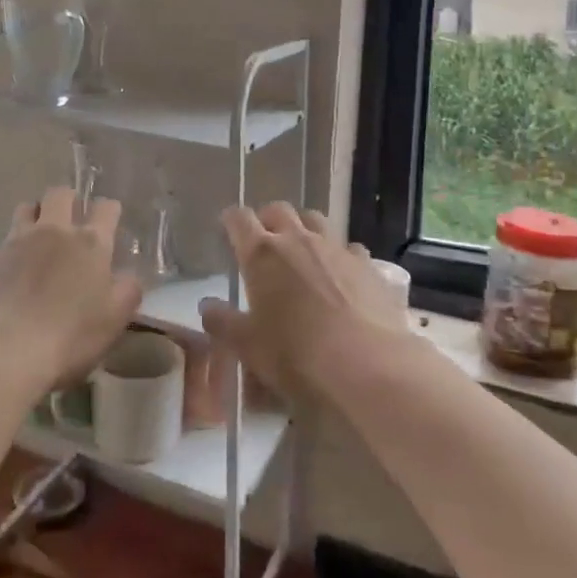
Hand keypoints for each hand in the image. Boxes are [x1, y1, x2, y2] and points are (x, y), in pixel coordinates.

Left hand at [0, 185, 143, 388]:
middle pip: (60, 194)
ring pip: (26, 209)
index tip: (109, 219)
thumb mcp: (114, 320)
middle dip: (68, 200)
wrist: (1, 349)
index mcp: (90, 243)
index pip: (106, 208)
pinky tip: (9, 274)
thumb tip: (128, 277)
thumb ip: (127, 292)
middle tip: (70, 219)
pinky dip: (10, 251)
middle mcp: (54, 232)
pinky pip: (3, 243)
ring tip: (37, 237)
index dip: (109, 210)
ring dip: (35, 216)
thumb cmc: (68, 337)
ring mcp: (17, 241)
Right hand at [199, 203, 409, 398]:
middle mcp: (298, 240)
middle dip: (267, 219)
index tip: (227, 228)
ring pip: (315, 220)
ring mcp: (336, 249)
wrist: (368, 367)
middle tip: (263, 240)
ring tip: (301, 252)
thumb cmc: (296, 356)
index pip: (239, 219)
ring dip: (303, 228)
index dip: (230, 220)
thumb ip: (223, 322)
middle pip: (278, 210)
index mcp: (262, 254)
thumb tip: (207, 306)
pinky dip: (340, 255)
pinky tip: (341, 276)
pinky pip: (349, 248)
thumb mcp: (248, 347)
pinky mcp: (368, 265)